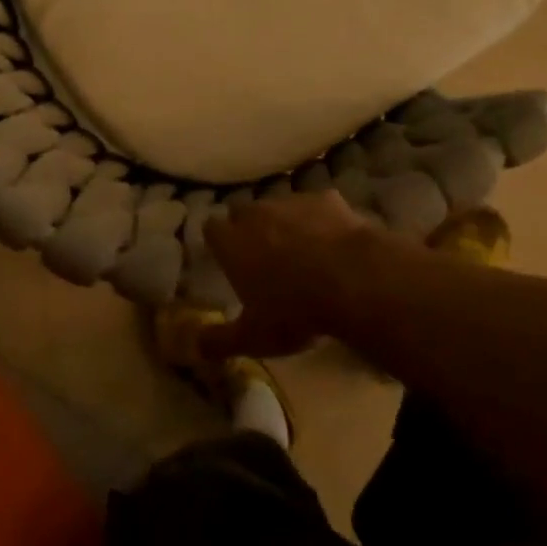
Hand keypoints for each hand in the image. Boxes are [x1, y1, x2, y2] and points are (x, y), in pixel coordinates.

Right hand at [200, 191, 383, 360]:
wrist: (353, 280)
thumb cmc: (294, 311)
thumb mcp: (254, 338)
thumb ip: (219, 341)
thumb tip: (193, 346)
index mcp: (232, 243)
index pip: (211, 228)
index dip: (218, 240)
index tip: (225, 255)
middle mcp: (256, 214)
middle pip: (243, 212)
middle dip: (249, 228)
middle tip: (262, 254)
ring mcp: (292, 202)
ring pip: (280, 206)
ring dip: (285, 222)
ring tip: (301, 248)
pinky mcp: (327, 199)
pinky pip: (317, 207)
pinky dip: (320, 220)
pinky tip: (334, 241)